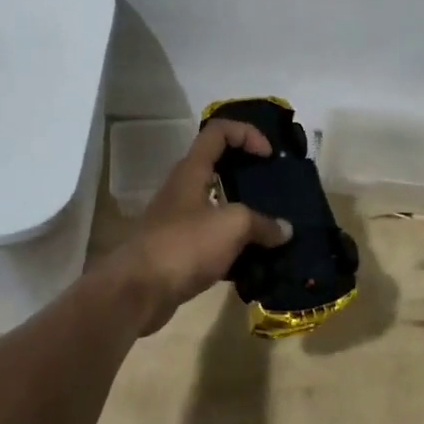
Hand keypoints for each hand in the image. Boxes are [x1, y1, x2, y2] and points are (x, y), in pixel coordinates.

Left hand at [107, 120, 292, 329]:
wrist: (138, 292)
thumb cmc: (185, 245)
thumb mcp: (232, 226)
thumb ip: (262, 223)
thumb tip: (285, 230)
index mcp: (192, 170)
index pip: (219, 131)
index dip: (247, 134)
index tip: (269, 156)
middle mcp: (183, 189)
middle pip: (219, 167)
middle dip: (249, 174)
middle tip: (276, 189)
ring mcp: (179, 220)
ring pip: (218, 206)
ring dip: (244, 214)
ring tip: (272, 228)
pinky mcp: (179, 250)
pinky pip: (213, 239)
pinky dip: (234, 246)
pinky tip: (254, 260)